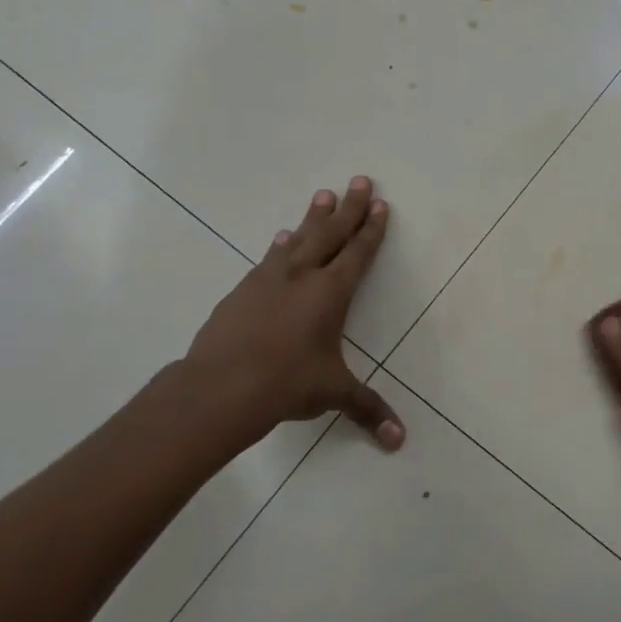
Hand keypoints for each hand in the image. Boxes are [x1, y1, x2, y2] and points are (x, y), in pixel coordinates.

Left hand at [180, 176, 403, 451]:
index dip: (371, 229)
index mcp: (331, 293)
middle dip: (349, 207)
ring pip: (298, 239)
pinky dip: (281, 245)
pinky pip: (269, 258)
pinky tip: (280, 238)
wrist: (220, 387)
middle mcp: (301, 276)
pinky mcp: (242, 290)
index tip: (380, 205)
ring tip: (323, 196)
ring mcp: (268, 279)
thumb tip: (400, 441)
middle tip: (360, 180)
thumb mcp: (333, 393)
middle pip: (331, 233)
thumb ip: (368, 409)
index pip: (358, 253)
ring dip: (314, 217)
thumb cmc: (287, 384)